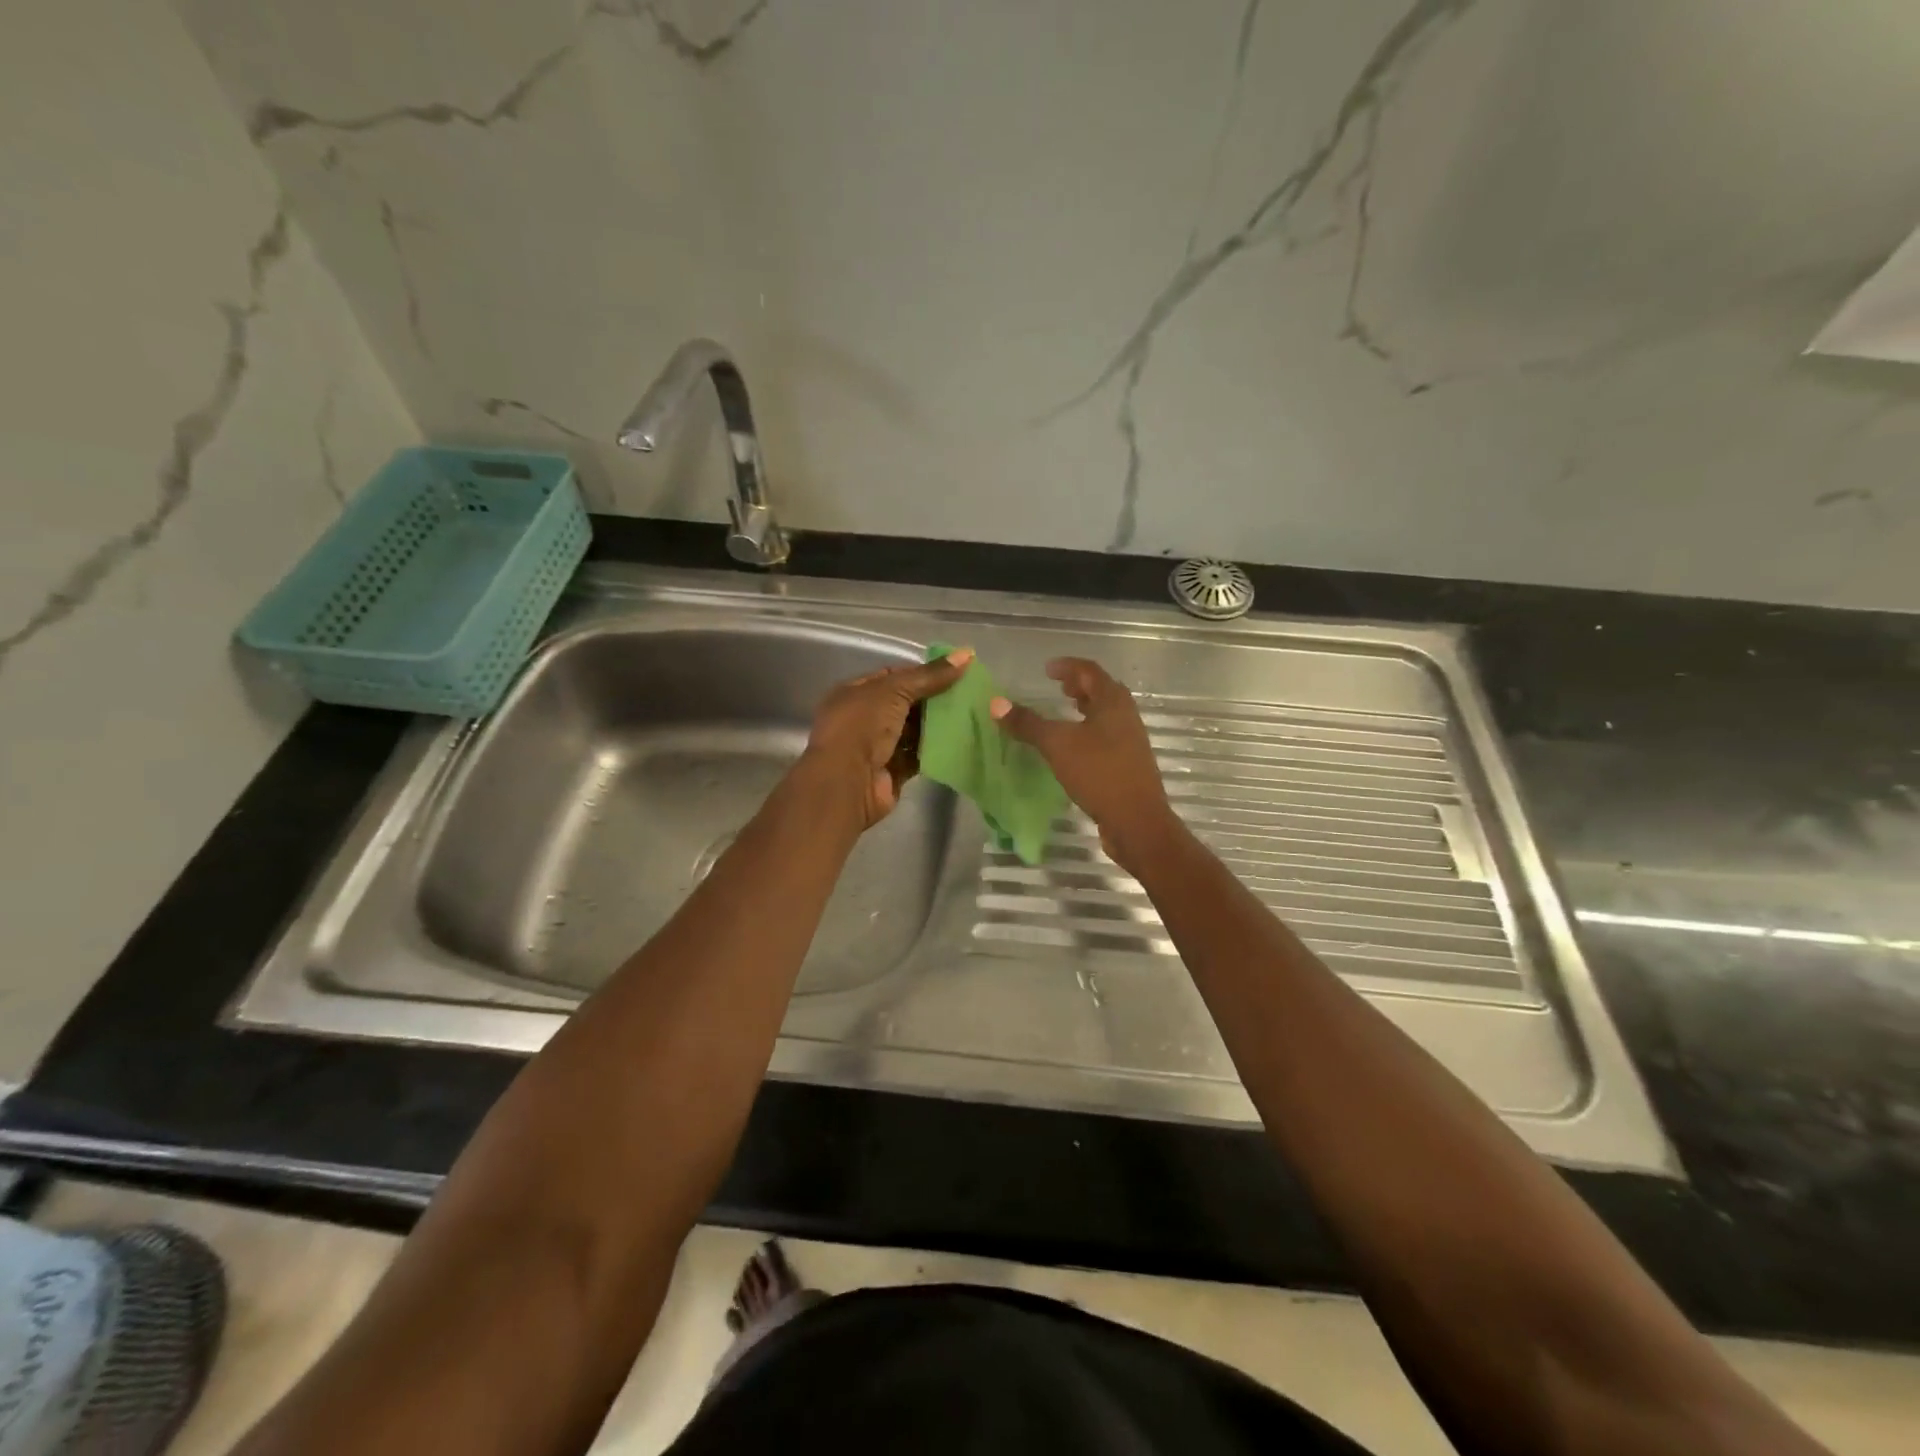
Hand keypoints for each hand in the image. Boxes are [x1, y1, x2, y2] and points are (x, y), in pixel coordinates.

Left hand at [802, 648, 973, 828]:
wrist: (847, 782)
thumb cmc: (862, 727)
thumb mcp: (894, 691)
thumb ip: (930, 675)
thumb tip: (967, 654)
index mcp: (855, 692)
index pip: (892, 676)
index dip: (922, 673)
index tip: (954, 672)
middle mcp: (864, 718)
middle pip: (906, 704)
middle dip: (934, 699)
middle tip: (969, 694)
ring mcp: (877, 746)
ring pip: (914, 731)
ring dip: (938, 725)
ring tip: (971, 714)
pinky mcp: (893, 771)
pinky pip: (918, 755)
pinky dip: (936, 749)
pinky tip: (961, 740)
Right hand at [989, 657, 1180, 867]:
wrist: (1137, 820)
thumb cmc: (1099, 773)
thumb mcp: (1057, 745)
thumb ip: (1028, 723)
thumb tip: (996, 703)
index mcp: (1113, 702)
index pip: (1090, 671)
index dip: (1068, 666)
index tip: (1047, 669)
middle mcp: (1126, 716)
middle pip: (1102, 691)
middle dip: (1079, 686)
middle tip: (1057, 687)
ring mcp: (1131, 740)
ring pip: (1106, 714)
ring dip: (1086, 708)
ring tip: (1064, 712)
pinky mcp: (1129, 763)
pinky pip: (1107, 736)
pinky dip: (1089, 731)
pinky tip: (1074, 748)